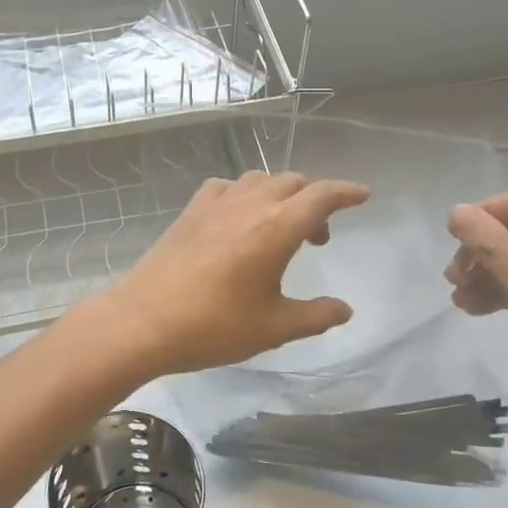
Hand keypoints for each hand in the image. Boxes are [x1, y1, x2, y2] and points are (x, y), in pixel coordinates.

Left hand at [100, 171, 369, 378]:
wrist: (143, 321)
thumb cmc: (214, 326)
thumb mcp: (273, 328)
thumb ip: (315, 316)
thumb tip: (345, 309)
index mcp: (276, 228)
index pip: (321, 196)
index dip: (346, 192)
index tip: (363, 195)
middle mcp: (249, 204)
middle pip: (293, 183)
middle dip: (314, 201)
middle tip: (317, 239)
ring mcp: (216, 203)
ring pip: (260, 180)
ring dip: (280, 195)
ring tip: (280, 228)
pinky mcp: (191, 210)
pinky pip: (227, 187)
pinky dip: (244, 195)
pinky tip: (238, 220)